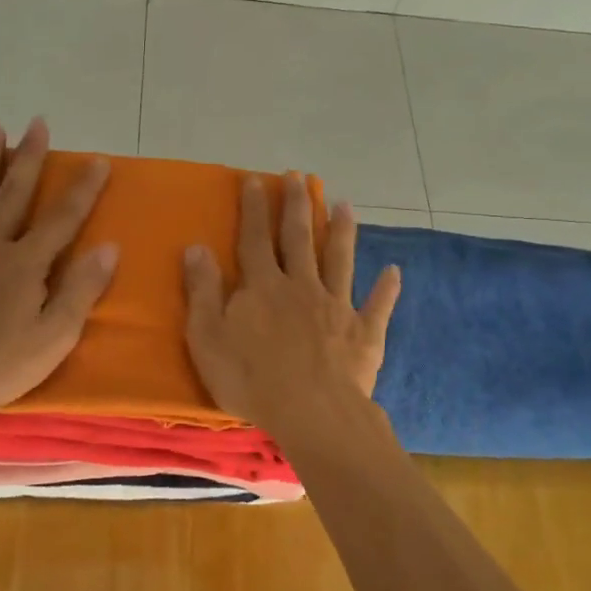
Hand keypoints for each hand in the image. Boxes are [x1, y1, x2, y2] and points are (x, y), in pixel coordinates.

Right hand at [183, 172, 400, 433]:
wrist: (311, 412)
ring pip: (340, 260)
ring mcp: (336, 306)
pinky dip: (386, 288)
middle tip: (299, 177)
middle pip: (299, 238)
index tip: (256, 180)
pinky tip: (395, 271)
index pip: (255, 238)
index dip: (255, 208)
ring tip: (345, 205)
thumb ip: (202, 291)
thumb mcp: (208, 337)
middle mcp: (302, 286)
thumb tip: (196, 247)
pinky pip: (378, 306)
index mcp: (264, 286)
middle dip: (298, 206)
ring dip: (343, 231)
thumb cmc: (251, 378)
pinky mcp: (364, 332)